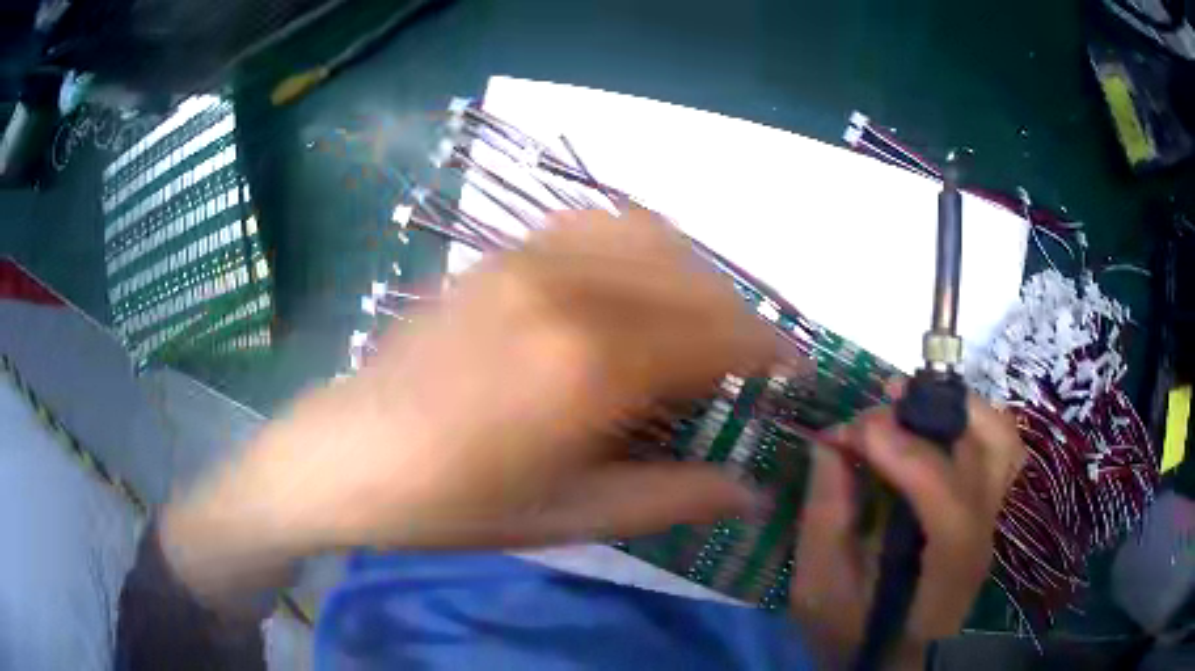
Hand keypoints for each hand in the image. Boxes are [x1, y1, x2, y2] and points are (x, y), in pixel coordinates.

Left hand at [162, 209, 776, 603]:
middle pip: (693, 281)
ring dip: (693, 276)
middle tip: (744, 365)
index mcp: (590, 365)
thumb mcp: (572, 516)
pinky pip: (593, 222)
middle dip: (737, 320)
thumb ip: (674, 497)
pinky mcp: (500, 254)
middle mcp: (568, 291)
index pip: (717, 335)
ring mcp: (528, 259)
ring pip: (651, 237)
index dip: (769, 350)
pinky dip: (637, 244)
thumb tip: (753, 493)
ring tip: (696, 323)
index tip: (794, 369)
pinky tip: (632, 284)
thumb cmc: (455, 502)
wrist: (351, 454)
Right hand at [789, 390, 1025, 667]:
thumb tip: (831, 442)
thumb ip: (825, 519)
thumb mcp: (818, 591)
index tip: (860, 432)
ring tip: (908, 400)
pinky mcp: (984, 506)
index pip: (955, 518)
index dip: (914, 463)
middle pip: (992, 458)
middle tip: (885, 401)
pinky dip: (964, 419)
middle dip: (938, 414)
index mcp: (942, 585)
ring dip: (957, 406)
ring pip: (1001, 440)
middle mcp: (981, 544)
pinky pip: (993, 445)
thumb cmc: (850, 634)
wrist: (888, 655)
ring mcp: (990, 519)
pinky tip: (926, 421)